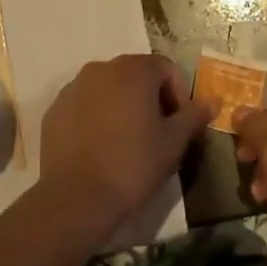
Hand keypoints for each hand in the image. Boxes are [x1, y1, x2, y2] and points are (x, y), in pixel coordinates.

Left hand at [38, 55, 214, 227]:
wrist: (76, 197)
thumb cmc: (133, 164)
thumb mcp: (173, 143)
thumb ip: (194, 116)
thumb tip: (212, 101)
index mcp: (133, 69)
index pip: (166, 68)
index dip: (179, 94)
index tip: (180, 125)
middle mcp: (101, 68)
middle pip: (135, 74)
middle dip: (151, 98)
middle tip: (157, 133)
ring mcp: (73, 87)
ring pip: (108, 88)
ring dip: (122, 105)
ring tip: (128, 141)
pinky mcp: (54, 109)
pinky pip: (84, 104)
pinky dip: (96, 117)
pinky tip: (100, 147)